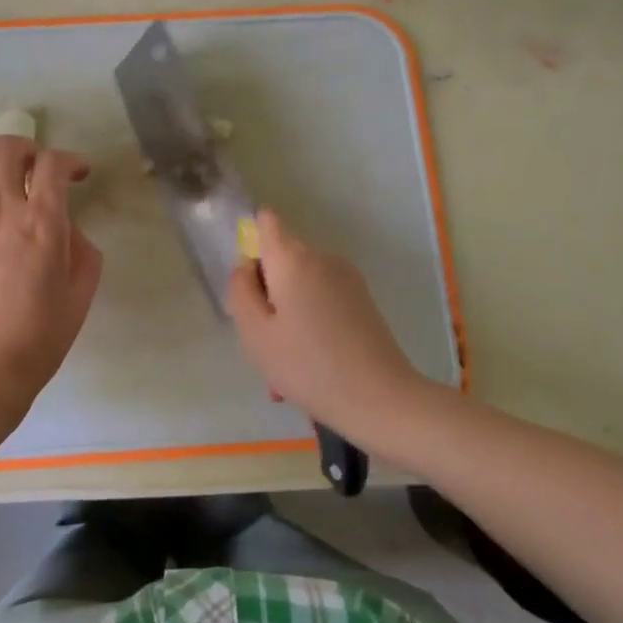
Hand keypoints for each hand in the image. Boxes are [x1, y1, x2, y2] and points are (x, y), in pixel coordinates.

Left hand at [0, 132, 101, 416]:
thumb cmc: (40, 336)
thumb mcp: (81, 291)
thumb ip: (82, 247)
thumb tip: (67, 226)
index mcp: (43, 222)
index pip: (53, 164)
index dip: (70, 159)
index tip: (78, 173)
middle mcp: (1, 208)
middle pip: (9, 148)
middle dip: (29, 147)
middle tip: (37, 165)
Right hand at [226, 209, 432, 448]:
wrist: (381, 400)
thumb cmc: (308, 366)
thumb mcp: (255, 333)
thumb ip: (241, 290)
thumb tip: (246, 267)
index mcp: (293, 259)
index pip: (266, 222)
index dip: (251, 243)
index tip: (248, 285)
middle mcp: (322, 258)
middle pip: (281, 261)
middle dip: (266, 295)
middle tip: (262, 342)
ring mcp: (347, 279)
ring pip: (300, 287)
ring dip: (286, 317)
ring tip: (284, 370)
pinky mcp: (362, 301)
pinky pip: (322, 302)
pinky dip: (309, 325)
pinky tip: (309, 369)